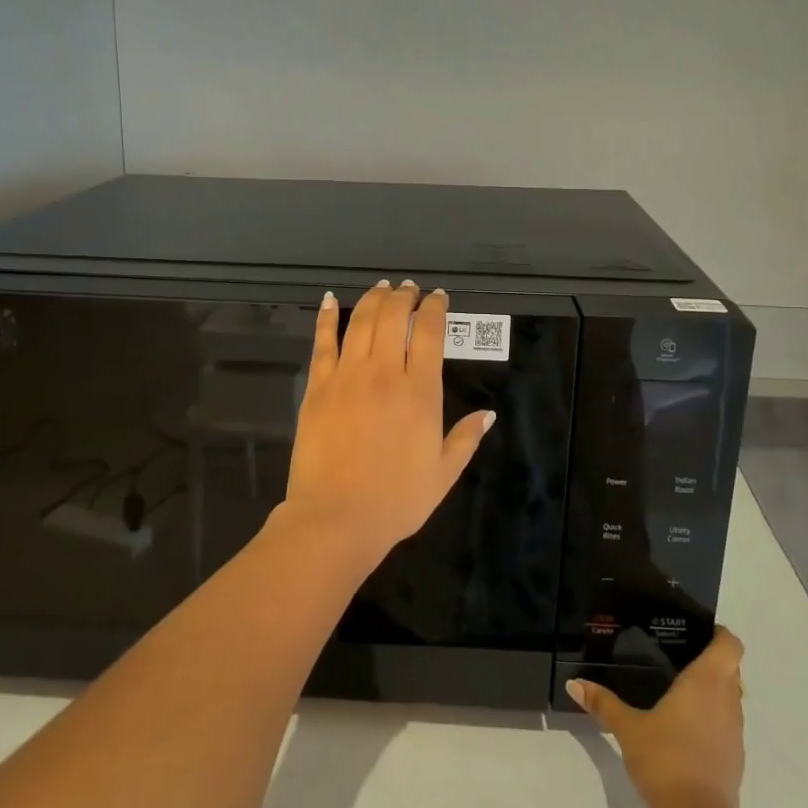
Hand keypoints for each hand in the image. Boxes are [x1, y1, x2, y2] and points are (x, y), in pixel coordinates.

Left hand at [280, 281, 494, 570]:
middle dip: (404, 296)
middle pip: (394, 318)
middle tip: (409, 289)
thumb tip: (489, 413)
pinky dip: (327, 317)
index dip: (434, 308)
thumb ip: (466, 439)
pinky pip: (323, 342)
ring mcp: (348, 376)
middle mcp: (385, 373)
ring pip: (362, 322)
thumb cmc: (397, 500)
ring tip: (382, 288)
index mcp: (421, 392)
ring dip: (374, 299)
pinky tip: (331, 300)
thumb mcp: (444, 473)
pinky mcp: (318, 387)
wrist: (336, 518)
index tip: (438, 298)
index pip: (430, 333)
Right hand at [567, 628, 746, 807]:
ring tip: (678, 689)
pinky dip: (712, 718)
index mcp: (707, 682)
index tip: (696, 631)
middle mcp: (728, 701)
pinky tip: (685, 727)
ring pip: (731, 697)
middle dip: (710, 660)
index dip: (718, 633)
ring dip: (713, 690)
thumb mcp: (628, 728)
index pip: (730, 645)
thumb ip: (603, 703)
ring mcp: (735, 732)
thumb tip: (573, 683)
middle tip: (677, 656)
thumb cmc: (665, 760)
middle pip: (731, 669)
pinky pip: (727, 724)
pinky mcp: (735, 759)